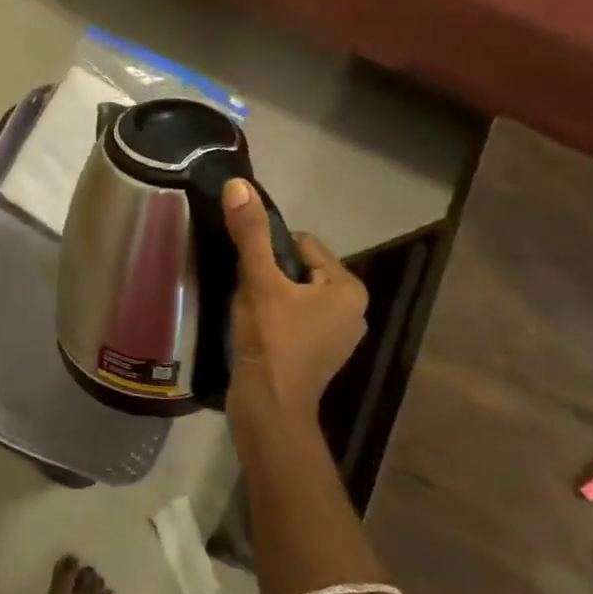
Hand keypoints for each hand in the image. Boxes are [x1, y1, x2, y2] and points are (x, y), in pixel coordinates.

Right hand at [220, 178, 368, 439]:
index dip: (269, 251)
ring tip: (248, 312)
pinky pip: (295, 319)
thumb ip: (251, 234)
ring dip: (270, 296)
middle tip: (246, 292)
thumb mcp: (259, 281)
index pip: (303, 245)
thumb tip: (239, 185)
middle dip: (270, 275)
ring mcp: (338, 337)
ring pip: (295, 296)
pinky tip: (255, 331)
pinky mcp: (319, 356)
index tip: (248, 270)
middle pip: (299, 271)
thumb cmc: (272, 340)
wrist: (269, 408)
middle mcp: (353, 311)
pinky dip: (275, 319)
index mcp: (349, 289)